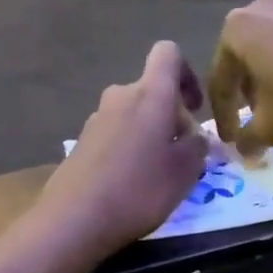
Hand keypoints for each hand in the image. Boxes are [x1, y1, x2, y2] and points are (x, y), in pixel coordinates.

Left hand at [38, 42, 210, 257]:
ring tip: (158, 172)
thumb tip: (195, 137)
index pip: (168, 53)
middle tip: (183, 153)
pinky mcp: (81, 142)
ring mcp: (96, 119)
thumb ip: (197, 146)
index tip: (195, 107)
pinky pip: (115, 134)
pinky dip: (128, 148)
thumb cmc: (140, 189)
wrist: (75, 218)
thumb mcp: (185, 171)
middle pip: (152, 90)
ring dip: (150, 133)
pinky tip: (131, 183)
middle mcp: (120, 96)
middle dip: (171, 115)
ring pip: (133, 114)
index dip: (187, 72)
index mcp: (150, 94)